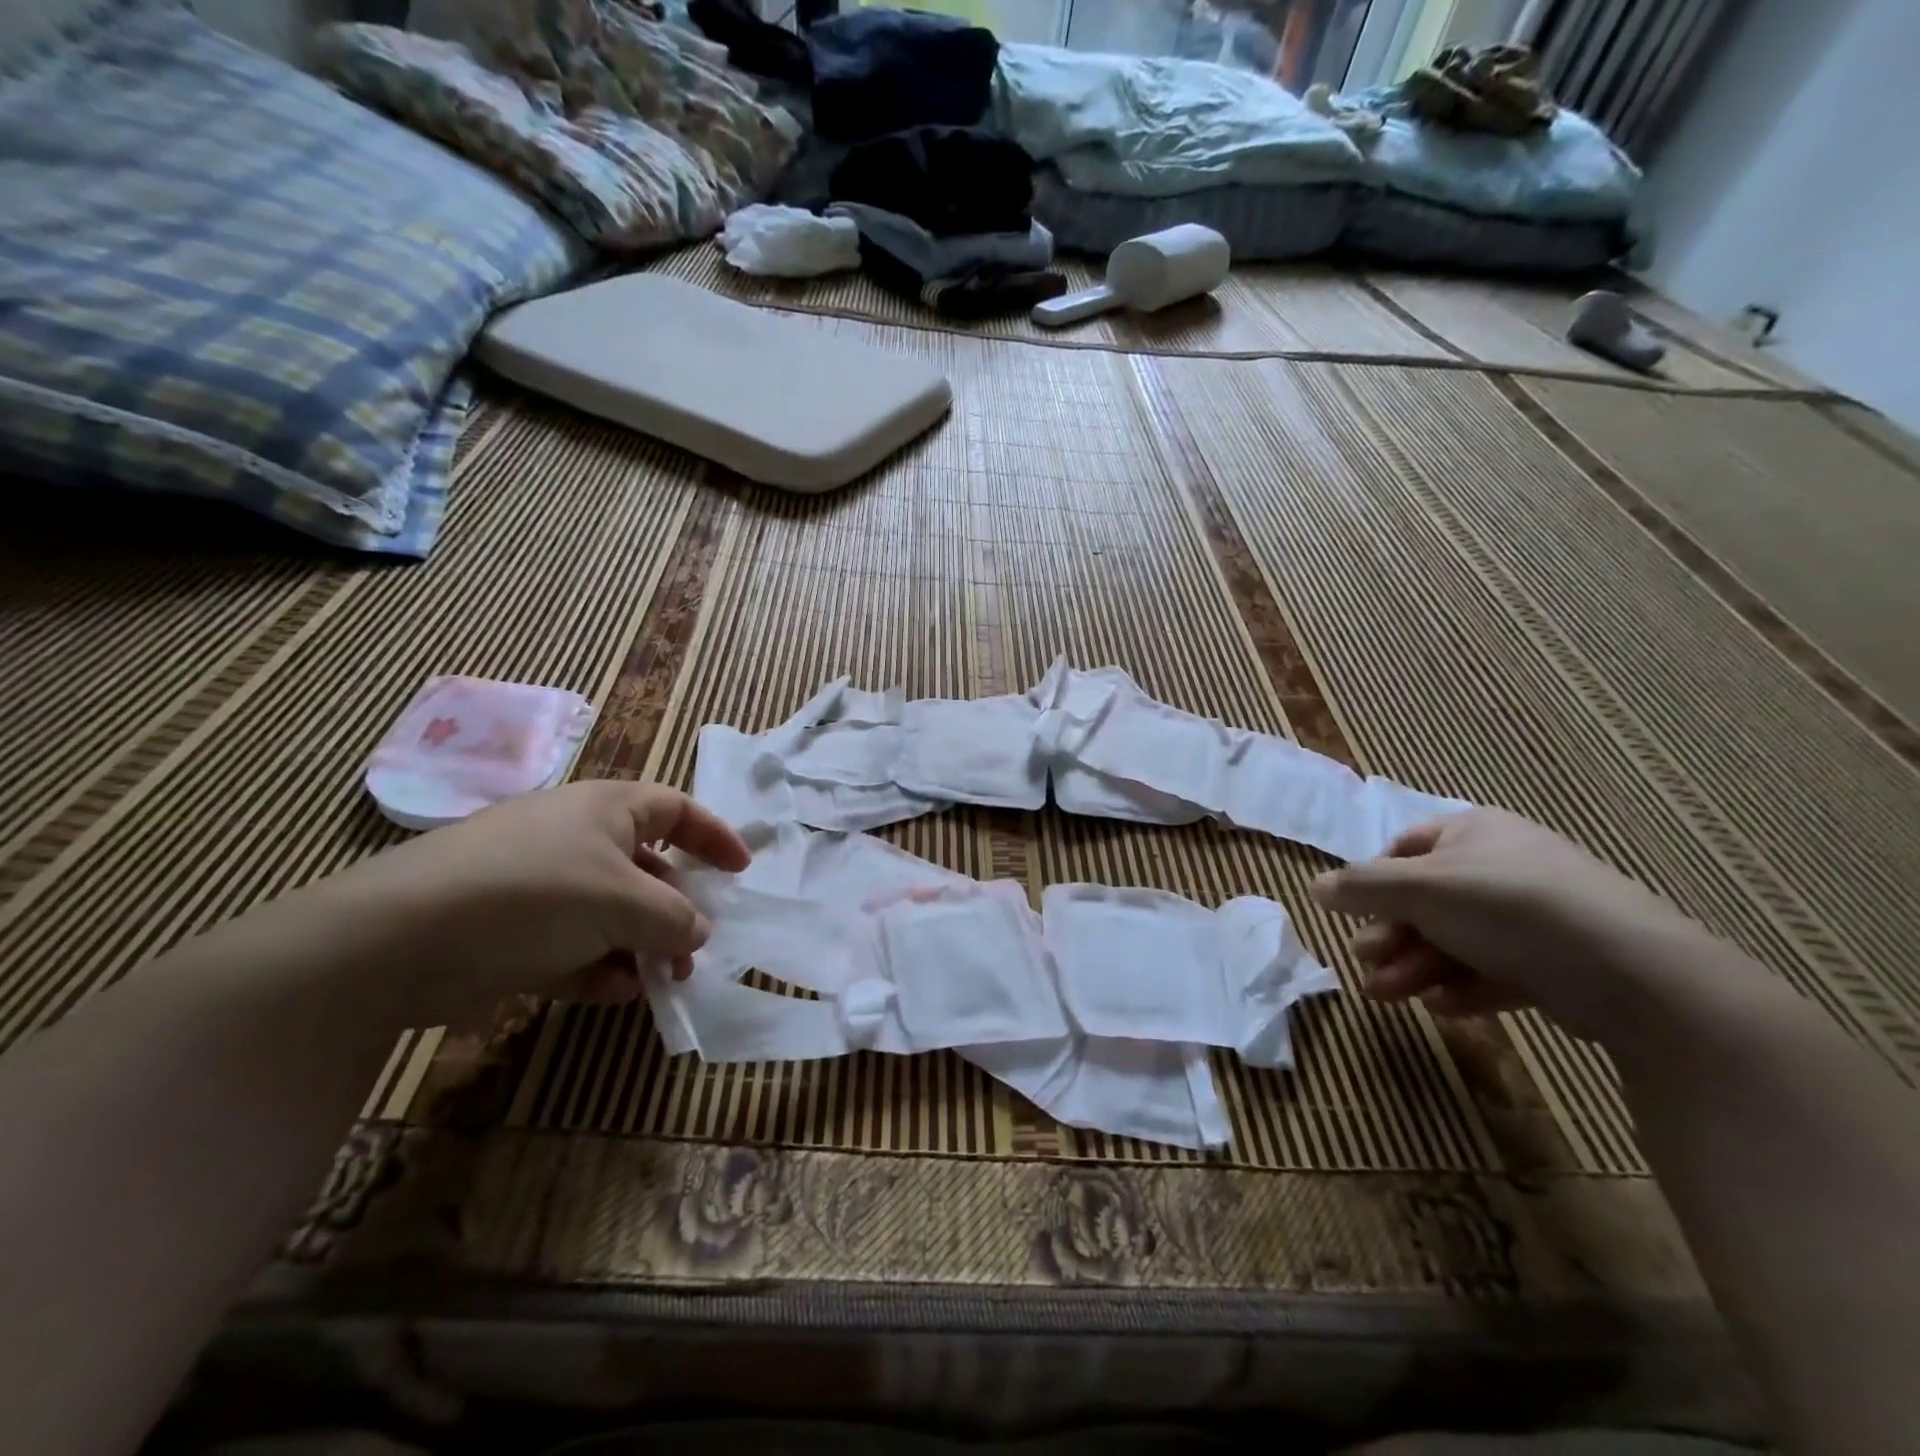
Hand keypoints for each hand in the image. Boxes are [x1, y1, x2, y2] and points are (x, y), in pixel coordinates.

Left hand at [317, 780, 750, 1025]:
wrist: (394, 940)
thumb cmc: (533, 895)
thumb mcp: (622, 903)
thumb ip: (675, 917)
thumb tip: (699, 930)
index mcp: (606, 809)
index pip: (675, 809)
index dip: (713, 835)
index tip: (741, 871)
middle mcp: (574, 838)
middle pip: (645, 867)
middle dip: (676, 908)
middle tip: (696, 947)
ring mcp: (538, 884)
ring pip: (608, 911)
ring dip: (640, 944)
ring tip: (661, 979)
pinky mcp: (507, 928)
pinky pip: (570, 942)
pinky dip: (596, 964)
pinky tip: (613, 992)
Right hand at [1310, 808, 1705, 1039]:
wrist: (1629, 971)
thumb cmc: (1505, 906)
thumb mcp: (1419, 887)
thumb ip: (1361, 886)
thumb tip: (1314, 886)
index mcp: (1473, 832)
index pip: (1405, 848)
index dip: (1374, 882)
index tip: (1354, 914)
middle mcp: (1502, 866)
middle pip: (1426, 901)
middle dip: (1392, 936)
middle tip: (1367, 964)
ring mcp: (1533, 916)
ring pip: (1455, 940)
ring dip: (1416, 967)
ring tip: (1391, 997)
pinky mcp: (1557, 963)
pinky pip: (1495, 969)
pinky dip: (1463, 987)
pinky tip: (1445, 1008)